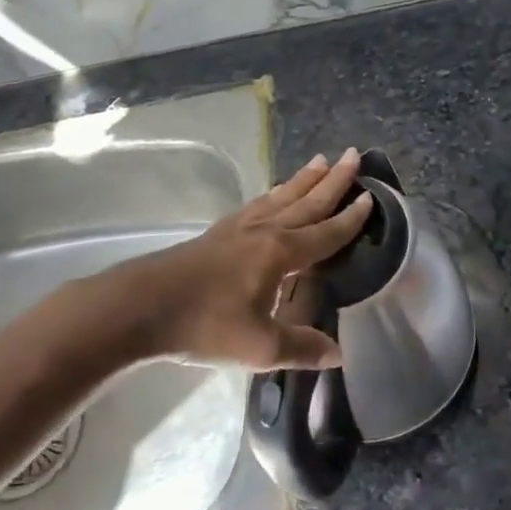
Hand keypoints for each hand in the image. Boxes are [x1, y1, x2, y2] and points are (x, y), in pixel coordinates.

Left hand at [82, 149, 372, 370]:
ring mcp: (239, 228)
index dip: (350, 218)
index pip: (325, 233)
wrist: (140, 307)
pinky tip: (274, 194)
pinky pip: (258, 204)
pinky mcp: (218, 233)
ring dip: (304, 180)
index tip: (370, 196)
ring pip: (281, 197)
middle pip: (306, 202)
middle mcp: (265, 232)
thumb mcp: (258, 347)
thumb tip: (338, 354)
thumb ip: (300, 348)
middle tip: (353, 155)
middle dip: (333, 181)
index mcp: (280, 253)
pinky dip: (275, 194)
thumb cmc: (204, 325)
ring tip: (321, 161)